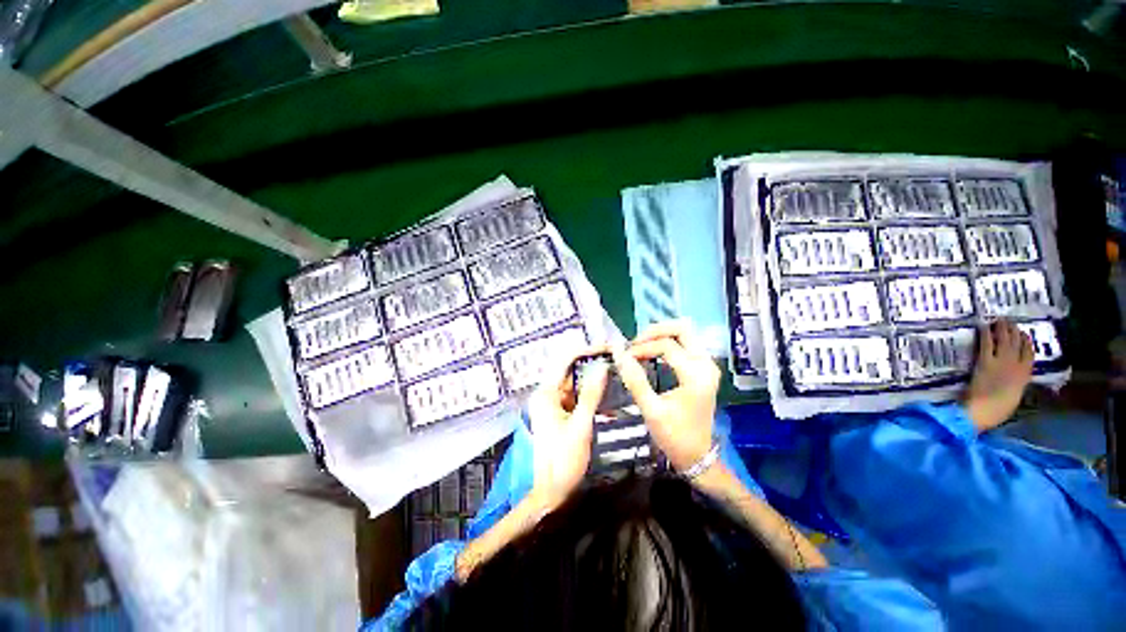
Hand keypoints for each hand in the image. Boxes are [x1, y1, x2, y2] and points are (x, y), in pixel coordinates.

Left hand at [526, 347, 609, 511]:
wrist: (551, 492)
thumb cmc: (563, 460)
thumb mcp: (581, 425)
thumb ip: (591, 395)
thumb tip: (602, 367)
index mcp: (546, 393)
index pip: (566, 361)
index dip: (587, 351)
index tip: (608, 348)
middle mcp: (547, 395)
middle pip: (571, 372)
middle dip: (593, 365)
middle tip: (616, 360)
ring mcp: (553, 405)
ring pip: (575, 385)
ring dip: (594, 382)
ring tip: (616, 375)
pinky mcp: (559, 415)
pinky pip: (576, 400)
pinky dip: (591, 399)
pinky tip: (608, 400)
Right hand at [613, 320, 720, 472]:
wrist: (697, 455)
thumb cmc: (674, 435)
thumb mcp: (651, 410)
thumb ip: (635, 380)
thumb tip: (619, 355)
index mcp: (696, 376)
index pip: (667, 346)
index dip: (642, 348)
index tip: (624, 357)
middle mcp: (707, 365)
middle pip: (683, 329)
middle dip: (656, 331)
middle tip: (635, 343)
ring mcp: (708, 365)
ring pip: (686, 333)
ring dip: (662, 335)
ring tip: (641, 347)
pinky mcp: (705, 368)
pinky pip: (687, 343)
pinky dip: (668, 342)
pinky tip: (653, 353)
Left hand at [965, 319, 1033, 432]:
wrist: (984, 411)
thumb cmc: (998, 410)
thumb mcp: (1014, 396)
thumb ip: (1015, 384)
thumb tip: (1014, 379)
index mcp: (1025, 377)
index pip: (1030, 355)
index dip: (1027, 343)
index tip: (1024, 335)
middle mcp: (1016, 366)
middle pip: (1017, 344)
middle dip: (1014, 332)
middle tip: (1010, 321)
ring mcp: (1001, 363)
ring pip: (1005, 341)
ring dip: (1003, 329)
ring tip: (1000, 319)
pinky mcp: (985, 362)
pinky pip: (987, 344)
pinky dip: (986, 334)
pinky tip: (984, 326)